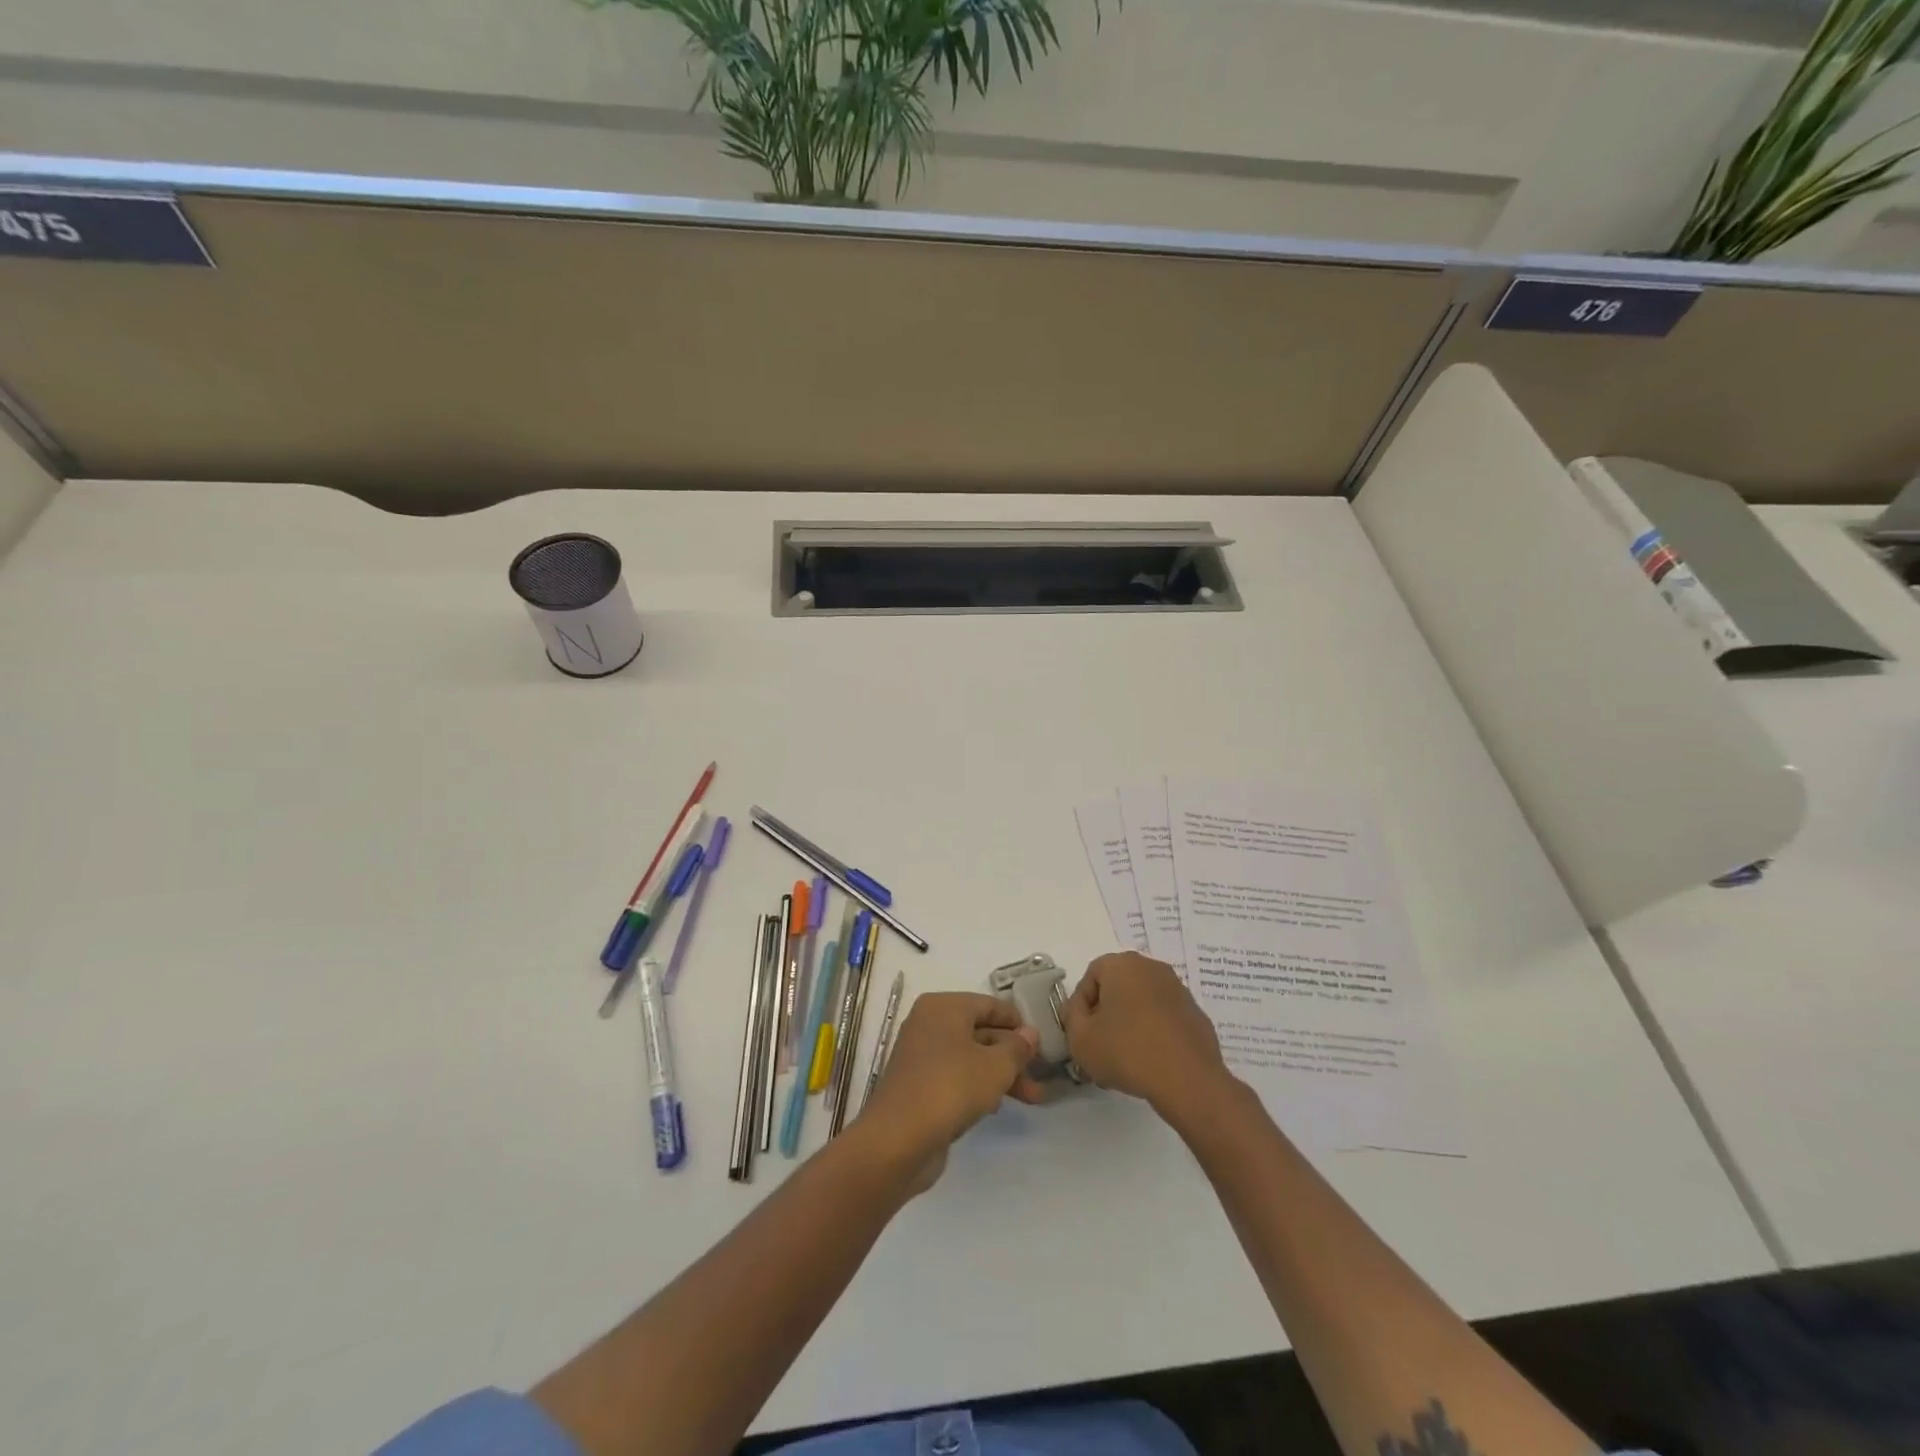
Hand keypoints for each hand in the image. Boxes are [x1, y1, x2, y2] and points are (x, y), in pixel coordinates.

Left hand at [857, 993, 1042, 1189]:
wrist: (898, 1139)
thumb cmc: (951, 1088)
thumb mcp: (995, 1066)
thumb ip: (1017, 1048)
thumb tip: (1030, 1033)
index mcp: (944, 1006)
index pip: (989, 1005)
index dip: (1018, 1023)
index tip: (1043, 1043)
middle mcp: (929, 1023)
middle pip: (981, 1032)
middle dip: (1012, 1056)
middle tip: (1041, 1078)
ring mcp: (921, 1055)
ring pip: (970, 1057)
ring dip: (1000, 1075)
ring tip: (1032, 1099)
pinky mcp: (918, 1085)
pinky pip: (955, 1077)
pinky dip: (977, 1087)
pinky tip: (995, 1107)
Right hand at [1063, 953, 1231, 1116]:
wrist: (1188, 1080)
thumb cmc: (1126, 1052)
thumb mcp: (1079, 1038)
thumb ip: (1072, 1017)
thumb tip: (1082, 1010)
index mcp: (1122, 964)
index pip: (1091, 976)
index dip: (1081, 1005)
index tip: (1082, 1033)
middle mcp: (1151, 967)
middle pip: (1117, 987)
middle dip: (1106, 1014)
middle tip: (1100, 1046)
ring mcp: (1178, 989)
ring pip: (1142, 1003)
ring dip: (1130, 1024)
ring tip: (1124, 1059)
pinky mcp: (1195, 1014)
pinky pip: (1164, 1018)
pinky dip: (1154, 1033)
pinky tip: (1150, 1062)